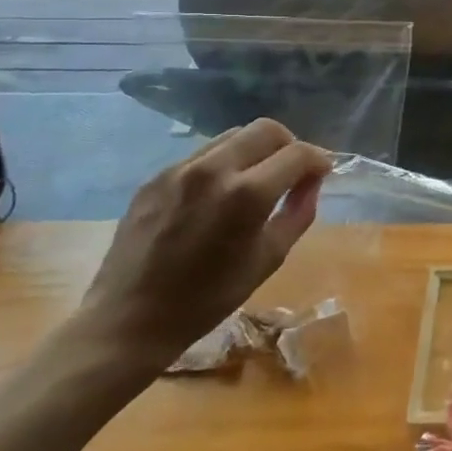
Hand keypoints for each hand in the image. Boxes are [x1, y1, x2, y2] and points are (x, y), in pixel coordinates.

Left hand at [74, 120, 333, 376]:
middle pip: (266, 129)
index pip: (298, 153)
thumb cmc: (208, 298)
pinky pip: (202, 155)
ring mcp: (179, 170)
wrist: (128, 321)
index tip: (322, 173)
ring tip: (256, 179)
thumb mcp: (269, 258)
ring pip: (233, 136)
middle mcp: (214, 170)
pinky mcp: (155, 178)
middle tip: (292, 171)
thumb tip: (311, 183)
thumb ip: (298, 213)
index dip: (318, 160)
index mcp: (247, 194)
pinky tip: (219, 194)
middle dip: (289, 145)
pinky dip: (223, 164)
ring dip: (255, 150)